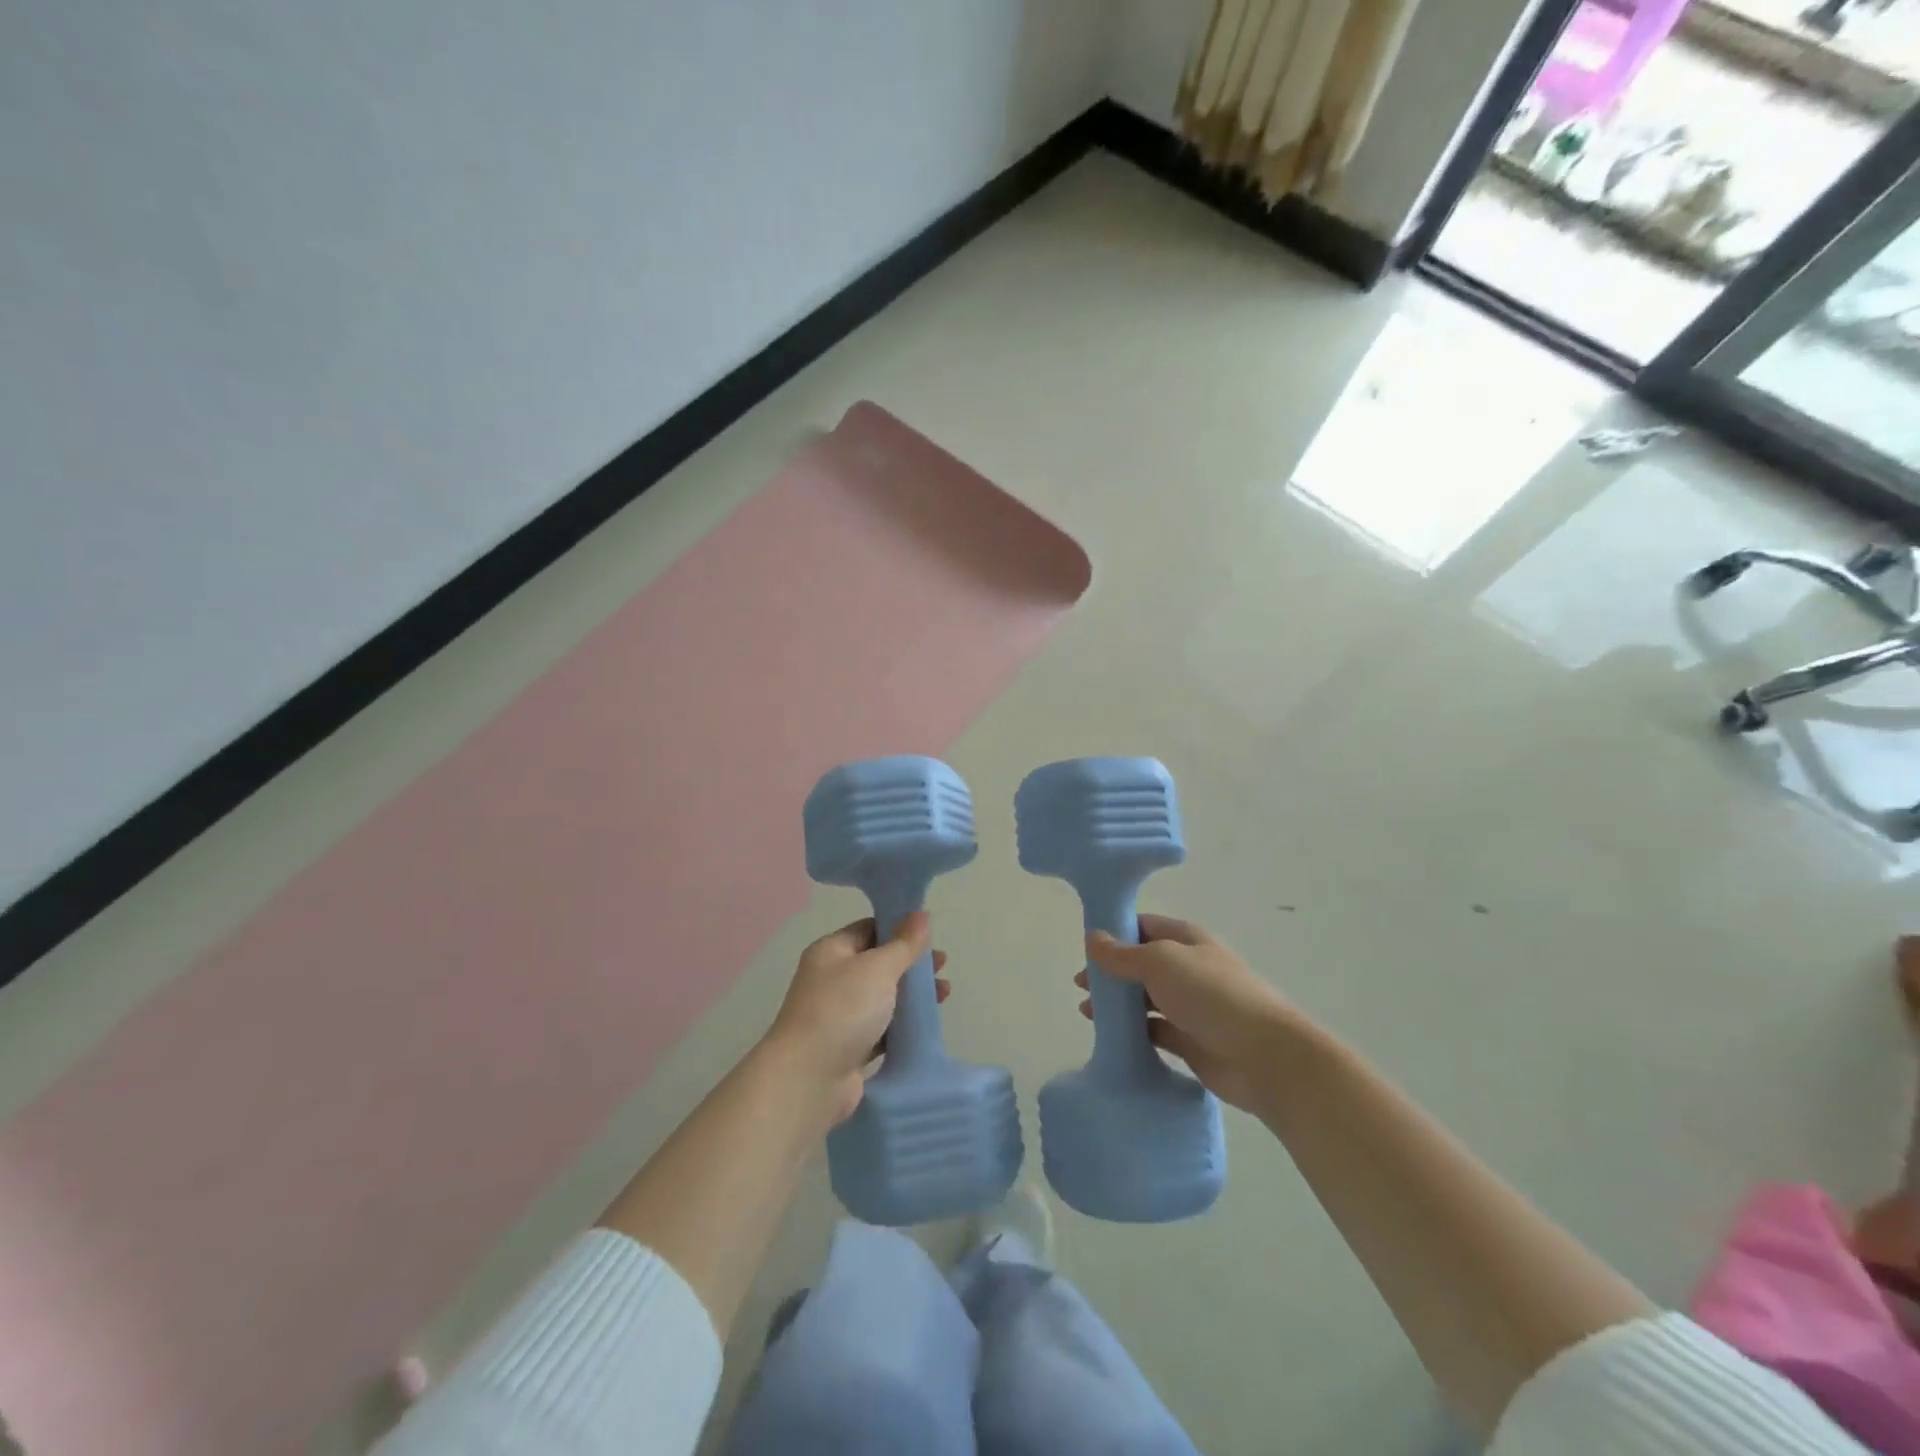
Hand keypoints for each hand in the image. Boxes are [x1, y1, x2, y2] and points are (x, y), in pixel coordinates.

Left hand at [766, 913, 946, 1125]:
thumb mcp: (878, 968)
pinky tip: (926, 1024)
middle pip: (878, 964)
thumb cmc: (842, 1009)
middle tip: (942, 966)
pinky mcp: (849, 1048)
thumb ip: (904, 943)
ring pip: (882, 998)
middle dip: (910, 964)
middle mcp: (831, 980)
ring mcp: (839, 1016)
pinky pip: (882, 1029)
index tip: (930, 936)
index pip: (868, 929)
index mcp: (831, 952)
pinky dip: (902, 1025)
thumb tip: (921, 914)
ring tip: (944, 994)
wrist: (809, 1078)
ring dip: (911, 995)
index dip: (899, 929)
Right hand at [1078, 914, 1298, 1112]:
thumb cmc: (1211, 995)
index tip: (1085, 946)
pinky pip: (1153, 1031)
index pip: (1142, 926)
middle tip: (1080, 984)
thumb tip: (1092, 937)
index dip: (1114, 932)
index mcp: (1185, 939)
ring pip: (1145, 999)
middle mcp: (1187, 968)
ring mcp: (1190, 1006)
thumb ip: (1122, 954)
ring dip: (1118, 1003)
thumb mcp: (1160, 962)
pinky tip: (1110, 1037)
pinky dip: (1132, 1032)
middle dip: (1111, 971)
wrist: (1265, 1057)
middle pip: (1141, 964)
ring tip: (1087, 1012)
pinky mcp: (1190, 1041)